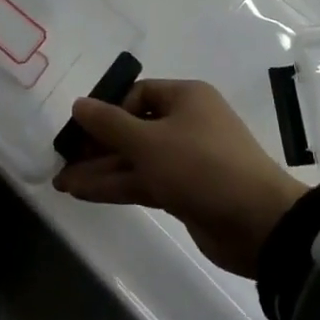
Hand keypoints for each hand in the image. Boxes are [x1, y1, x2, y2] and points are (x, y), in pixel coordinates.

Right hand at [52, 78, 307, 277]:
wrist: (258, 223)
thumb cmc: (202, 166)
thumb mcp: (149, 141)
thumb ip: (109, 124)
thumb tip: (78, 104)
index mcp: (185, 97)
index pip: (137, 95)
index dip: (107, 111)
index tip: (80, 131)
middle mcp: (186, 123)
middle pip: (133, 128)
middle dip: (98, 146)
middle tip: (63, 160)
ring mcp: (186, 160)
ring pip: (136, 159)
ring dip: (101, 170)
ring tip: (62, 183)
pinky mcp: (185, 192)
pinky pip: (144, 182)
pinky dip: (117, 186)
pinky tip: (84, 193)